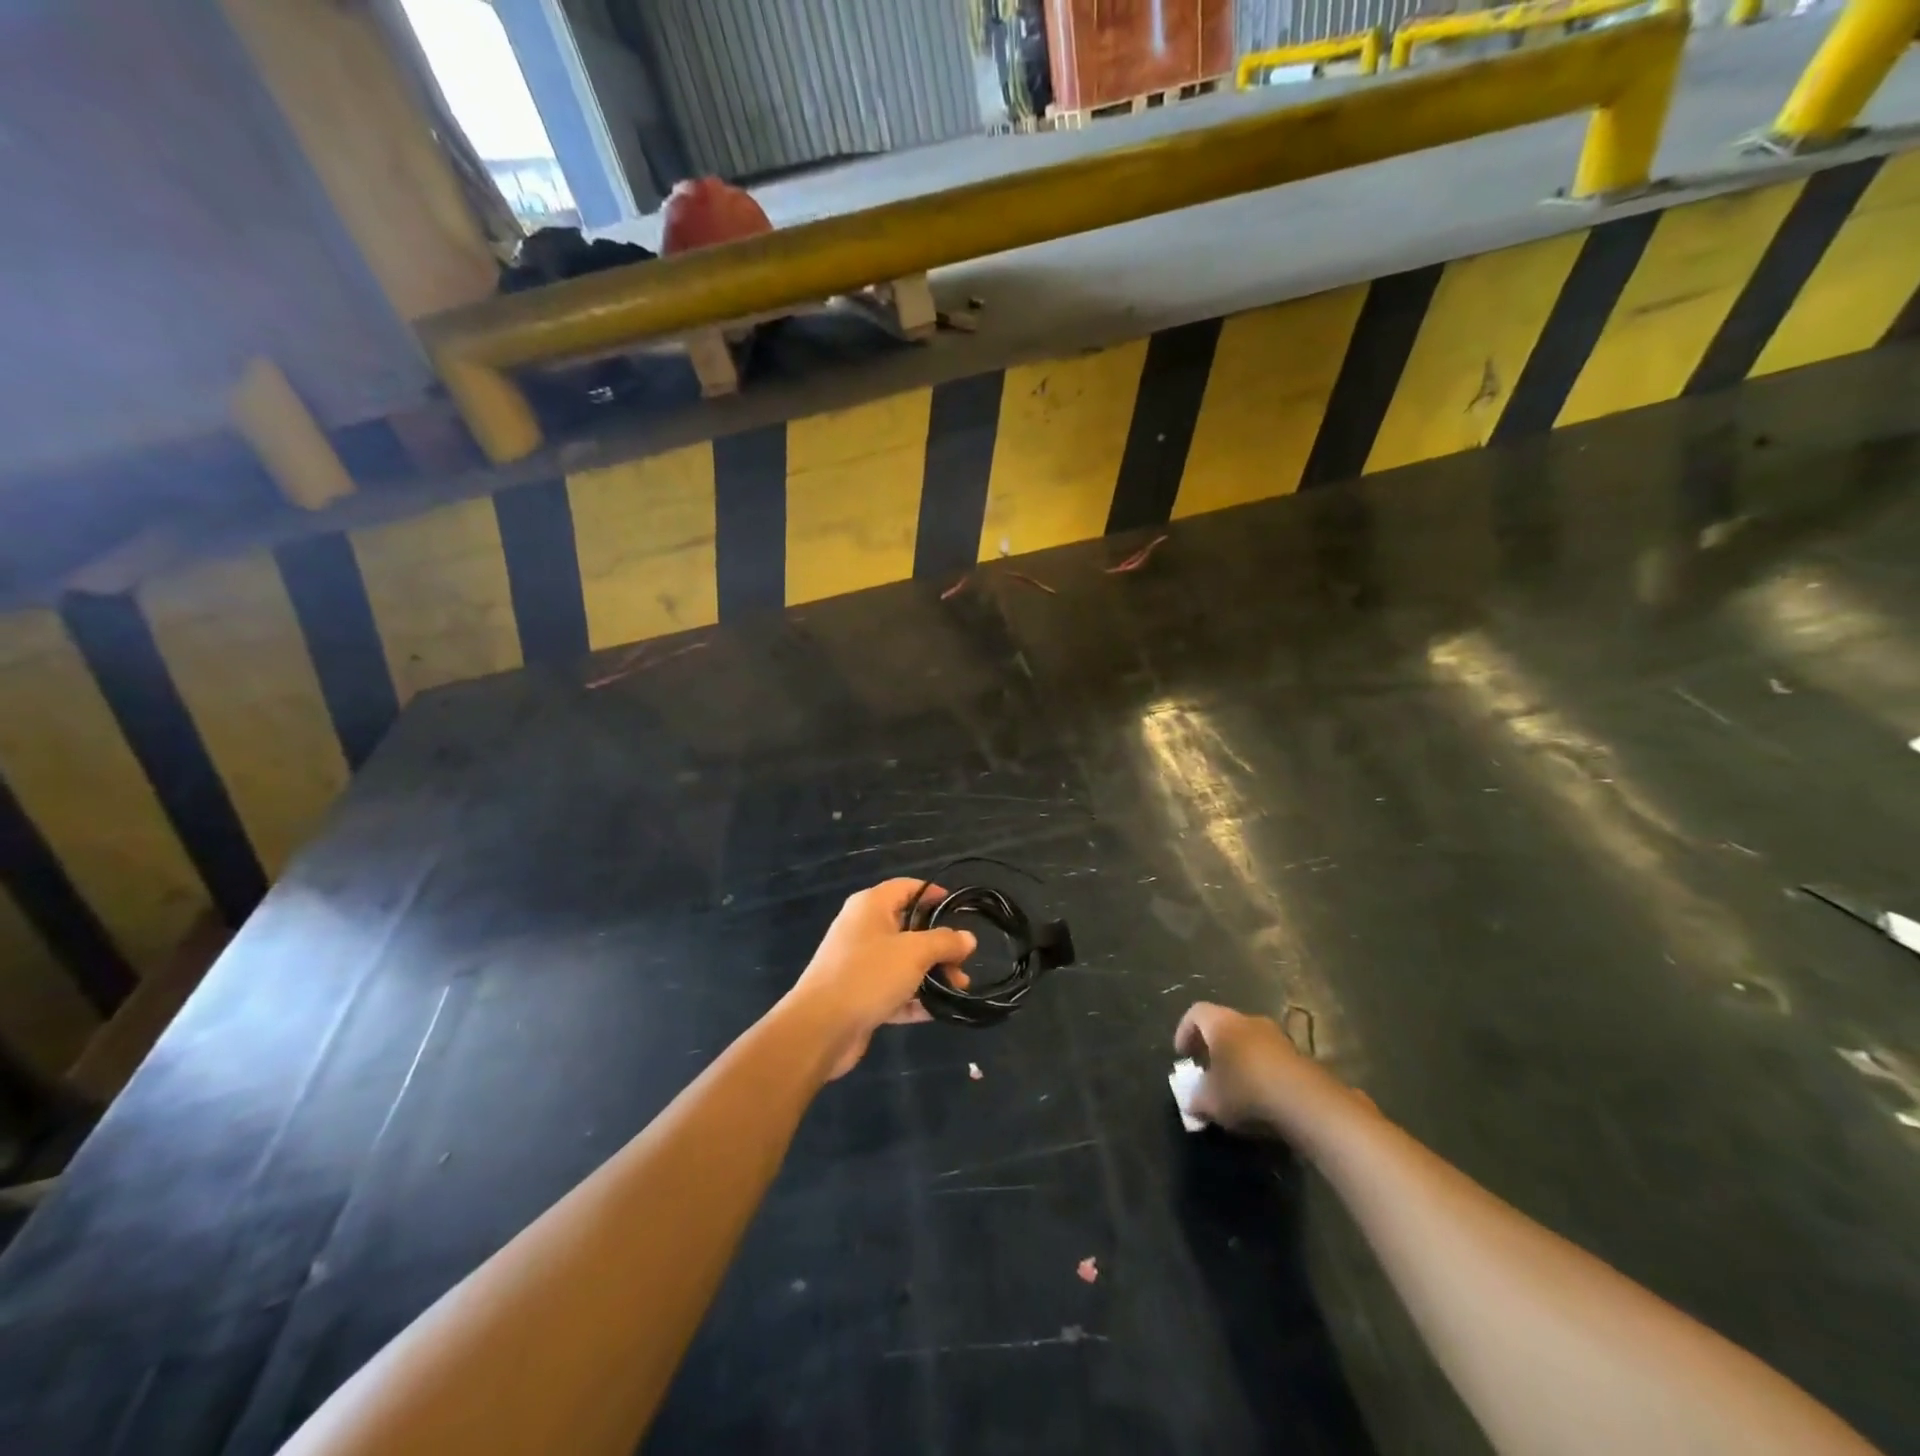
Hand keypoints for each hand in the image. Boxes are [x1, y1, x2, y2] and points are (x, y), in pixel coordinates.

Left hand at [785, 879, 975, 1079]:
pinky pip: (893, 989)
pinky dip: (914, 997)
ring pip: (903, 961)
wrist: (819, 1028)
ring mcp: (859, 963)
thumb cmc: (868, 975)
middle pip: (909, 927)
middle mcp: (863, 929)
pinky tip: (937, 1011)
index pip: (907, 887)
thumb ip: (944, 942)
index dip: (933, 894)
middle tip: (963, 963)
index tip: (959, 909)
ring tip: (959, 989)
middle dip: (939, 945)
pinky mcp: (858, 994)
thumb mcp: (914, 953)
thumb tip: (968, 938)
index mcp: (871, 906)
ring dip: (931, 974)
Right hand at [1174, 1002, 1374, 1143]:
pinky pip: (1270, 1058)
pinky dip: (1260, 1071)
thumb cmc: (1246, 1091)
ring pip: (1249, 1041)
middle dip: (1213, 1047)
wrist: (1307, 1103)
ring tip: (1234, 1087)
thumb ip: (1196, 1099)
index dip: (1184, 1031)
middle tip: (1207, 1070)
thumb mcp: (1210, 1101)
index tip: (1183, 1055)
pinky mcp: (1299, 1056)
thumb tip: (1192, 1102)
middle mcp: (1249, 1021)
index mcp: (1222, 1023)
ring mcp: (1278, 1036)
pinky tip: (1261, 1097)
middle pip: (1224, 1025)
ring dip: (1239, 1059)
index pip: (1195, 1013)